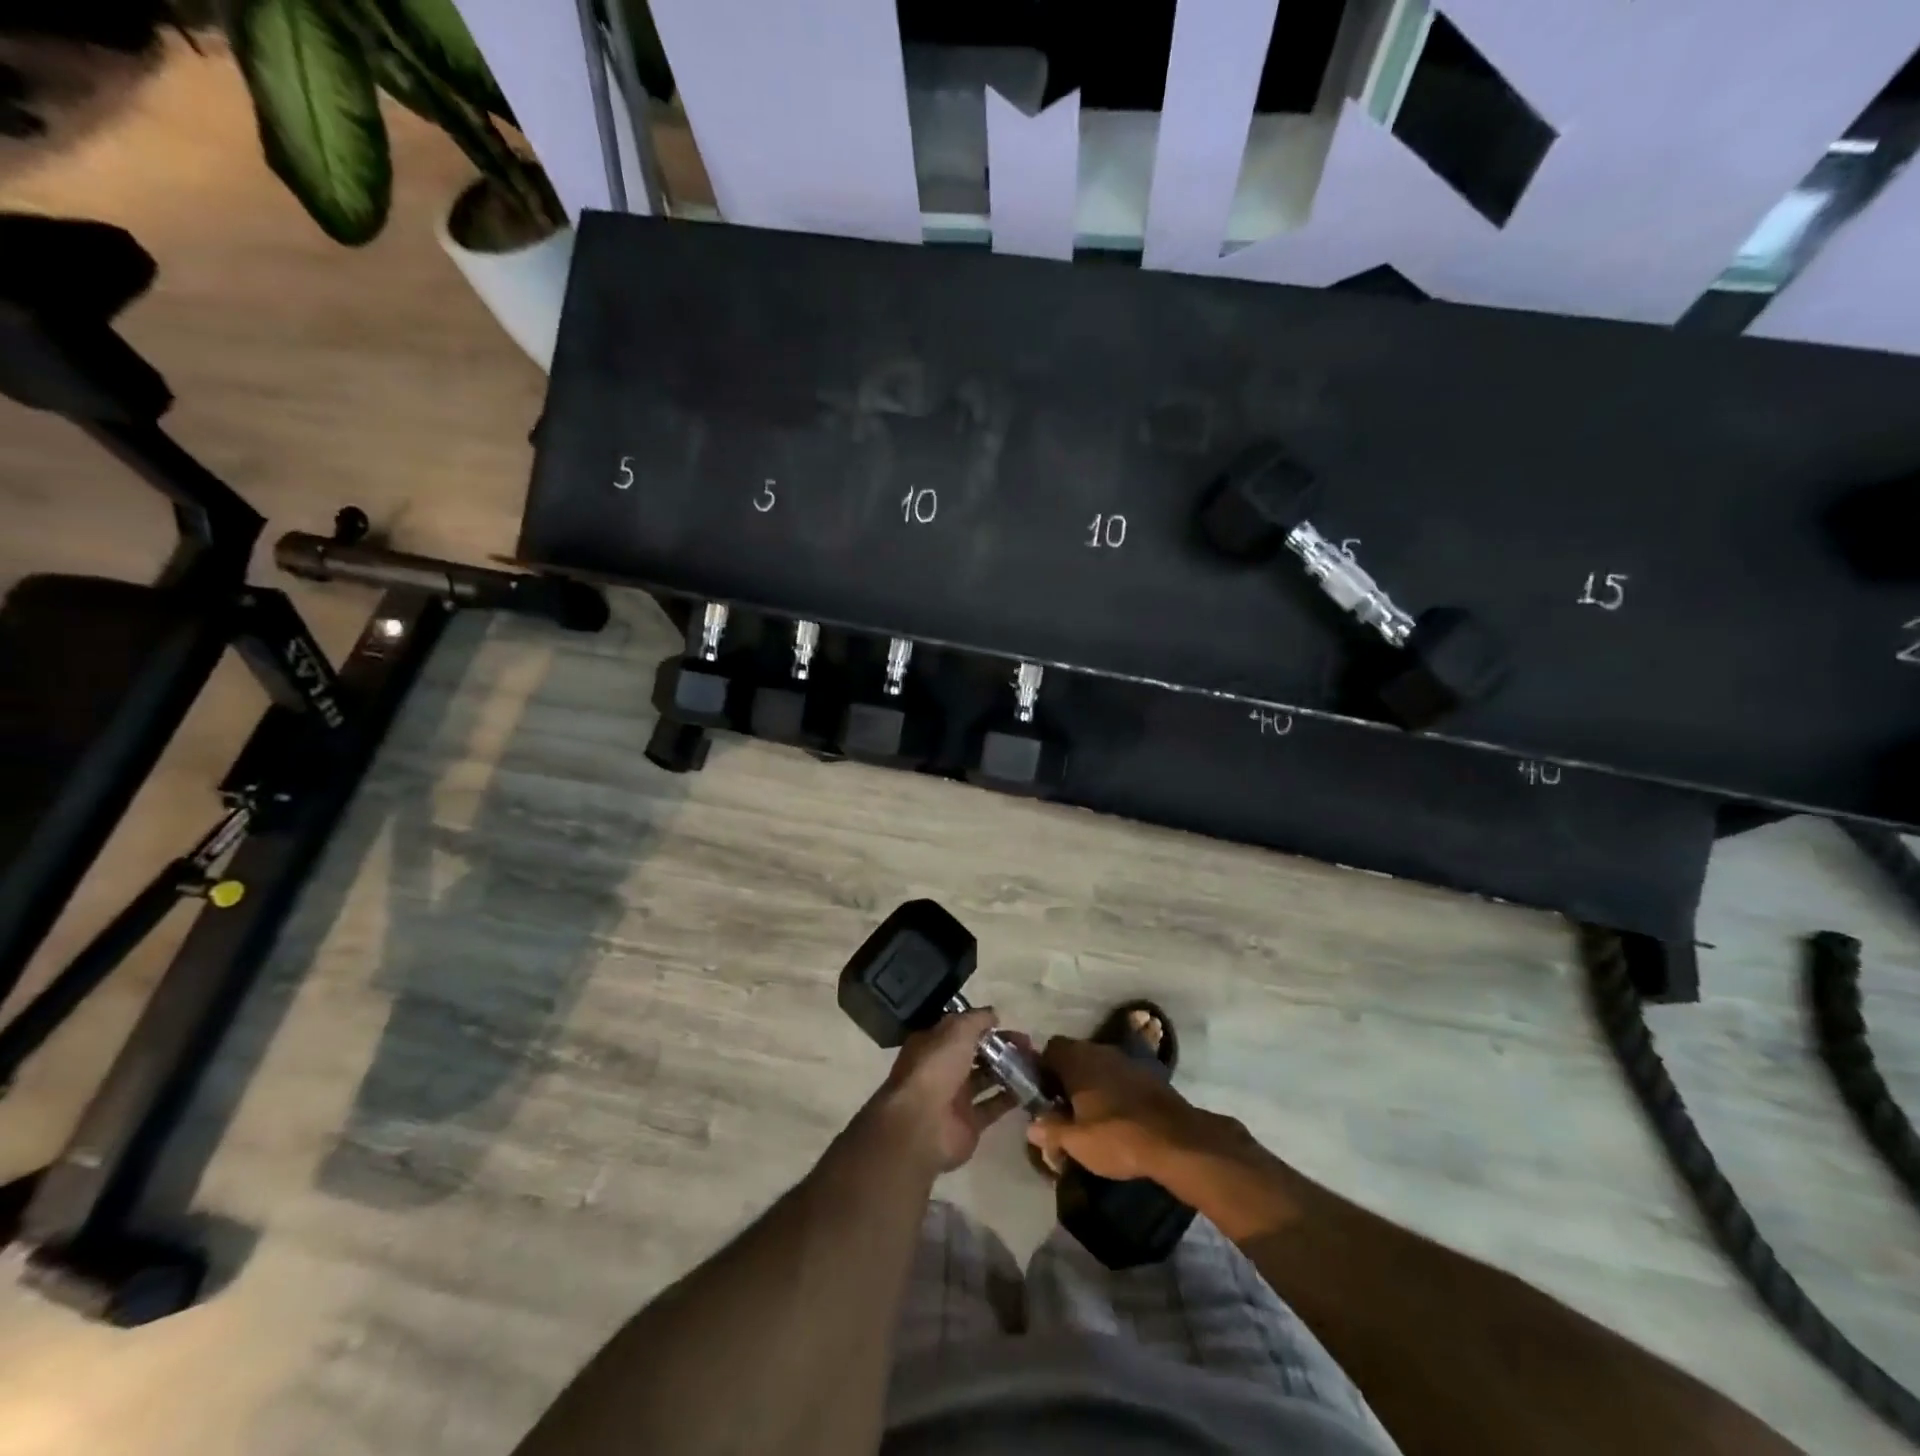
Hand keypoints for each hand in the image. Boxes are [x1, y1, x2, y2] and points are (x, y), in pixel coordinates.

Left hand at [866, 1009, 1020, 1175]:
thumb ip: (977, 1019)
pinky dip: (1011, 1098)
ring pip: (986, 1078)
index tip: (1007, 1022)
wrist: (922, 1125)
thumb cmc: (936, 1068)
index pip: (961, 1029)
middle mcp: (943, 1068)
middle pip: (976, 1053)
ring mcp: (956, 1097)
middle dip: (1001, 1047)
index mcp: (934, 1044)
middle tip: (1029, 1045)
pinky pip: (994, 1106)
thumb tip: (994, 1014)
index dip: (983, 1025)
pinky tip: (1031, 1088)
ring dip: (1008, 1070)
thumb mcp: (956, 1031)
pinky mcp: (969, 1123)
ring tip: (1035, 1064)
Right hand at [1026, 1036, 1209, 1182]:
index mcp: (1078, 1060)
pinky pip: (1119, 1077)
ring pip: (1098, 1066)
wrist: (1176, 1140)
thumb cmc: (1117, 1136)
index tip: (1042, 1095)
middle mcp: (1100, 1051)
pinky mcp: (1148, 1075)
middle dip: (1066, 1079)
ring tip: (1089, 1117)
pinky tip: (1116, 1118)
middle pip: (1074, 1056)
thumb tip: (1032, 1126)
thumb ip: (1050, 1130)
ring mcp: (1127, 1061)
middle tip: (1063, 1110)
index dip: (1042, 1070)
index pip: (1050, 1049)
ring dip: (1091, 1085)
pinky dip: (1113, 1091)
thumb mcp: (1076, 1142)